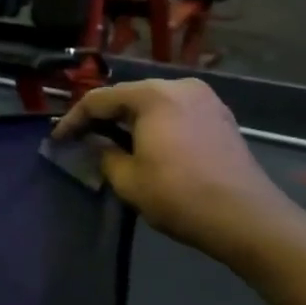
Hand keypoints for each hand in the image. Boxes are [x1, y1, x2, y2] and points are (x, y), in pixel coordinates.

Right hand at [53, 78, 292, 262]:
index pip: (99, 99)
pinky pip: (175, 112)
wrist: (247, 218)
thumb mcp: (128, 180)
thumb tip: (99, 144)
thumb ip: (105, 154)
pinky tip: (146, 143)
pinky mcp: (220, 117)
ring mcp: (205, 99)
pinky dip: (155, 123)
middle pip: (128, 95)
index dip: (74, 119)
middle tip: (82, 137)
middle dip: (103, 116)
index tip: (58, 139)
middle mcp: (179, 86)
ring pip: (153, 102)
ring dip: (130, 119)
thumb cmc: (180, 195)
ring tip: (111, 141)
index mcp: (153, 95)